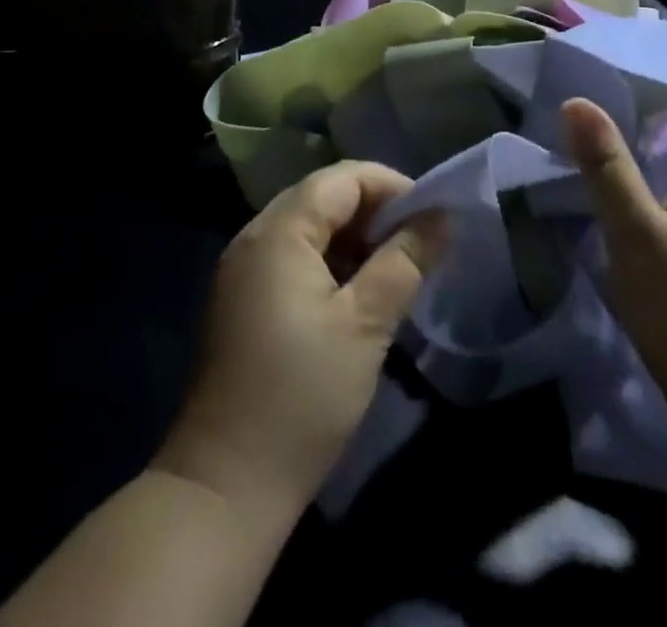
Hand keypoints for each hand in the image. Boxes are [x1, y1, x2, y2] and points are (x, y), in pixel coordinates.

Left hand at [154, 162, 444, 517]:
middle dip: (374, 211)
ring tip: (394, 268)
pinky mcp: (241, 300)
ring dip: (353, 238)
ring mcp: (242, 269)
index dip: (391, 187)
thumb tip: (441, 218)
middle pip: (322, 197)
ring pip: (308, 227)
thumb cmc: (302, 397)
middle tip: (417, 243)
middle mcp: (253, 236)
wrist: (225, 486)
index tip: (431, 218)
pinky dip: (328, 262)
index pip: (342, 179)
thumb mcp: (366, 325)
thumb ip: (405, 262)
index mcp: (278, 231)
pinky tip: (356, 294)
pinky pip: (291, 257)